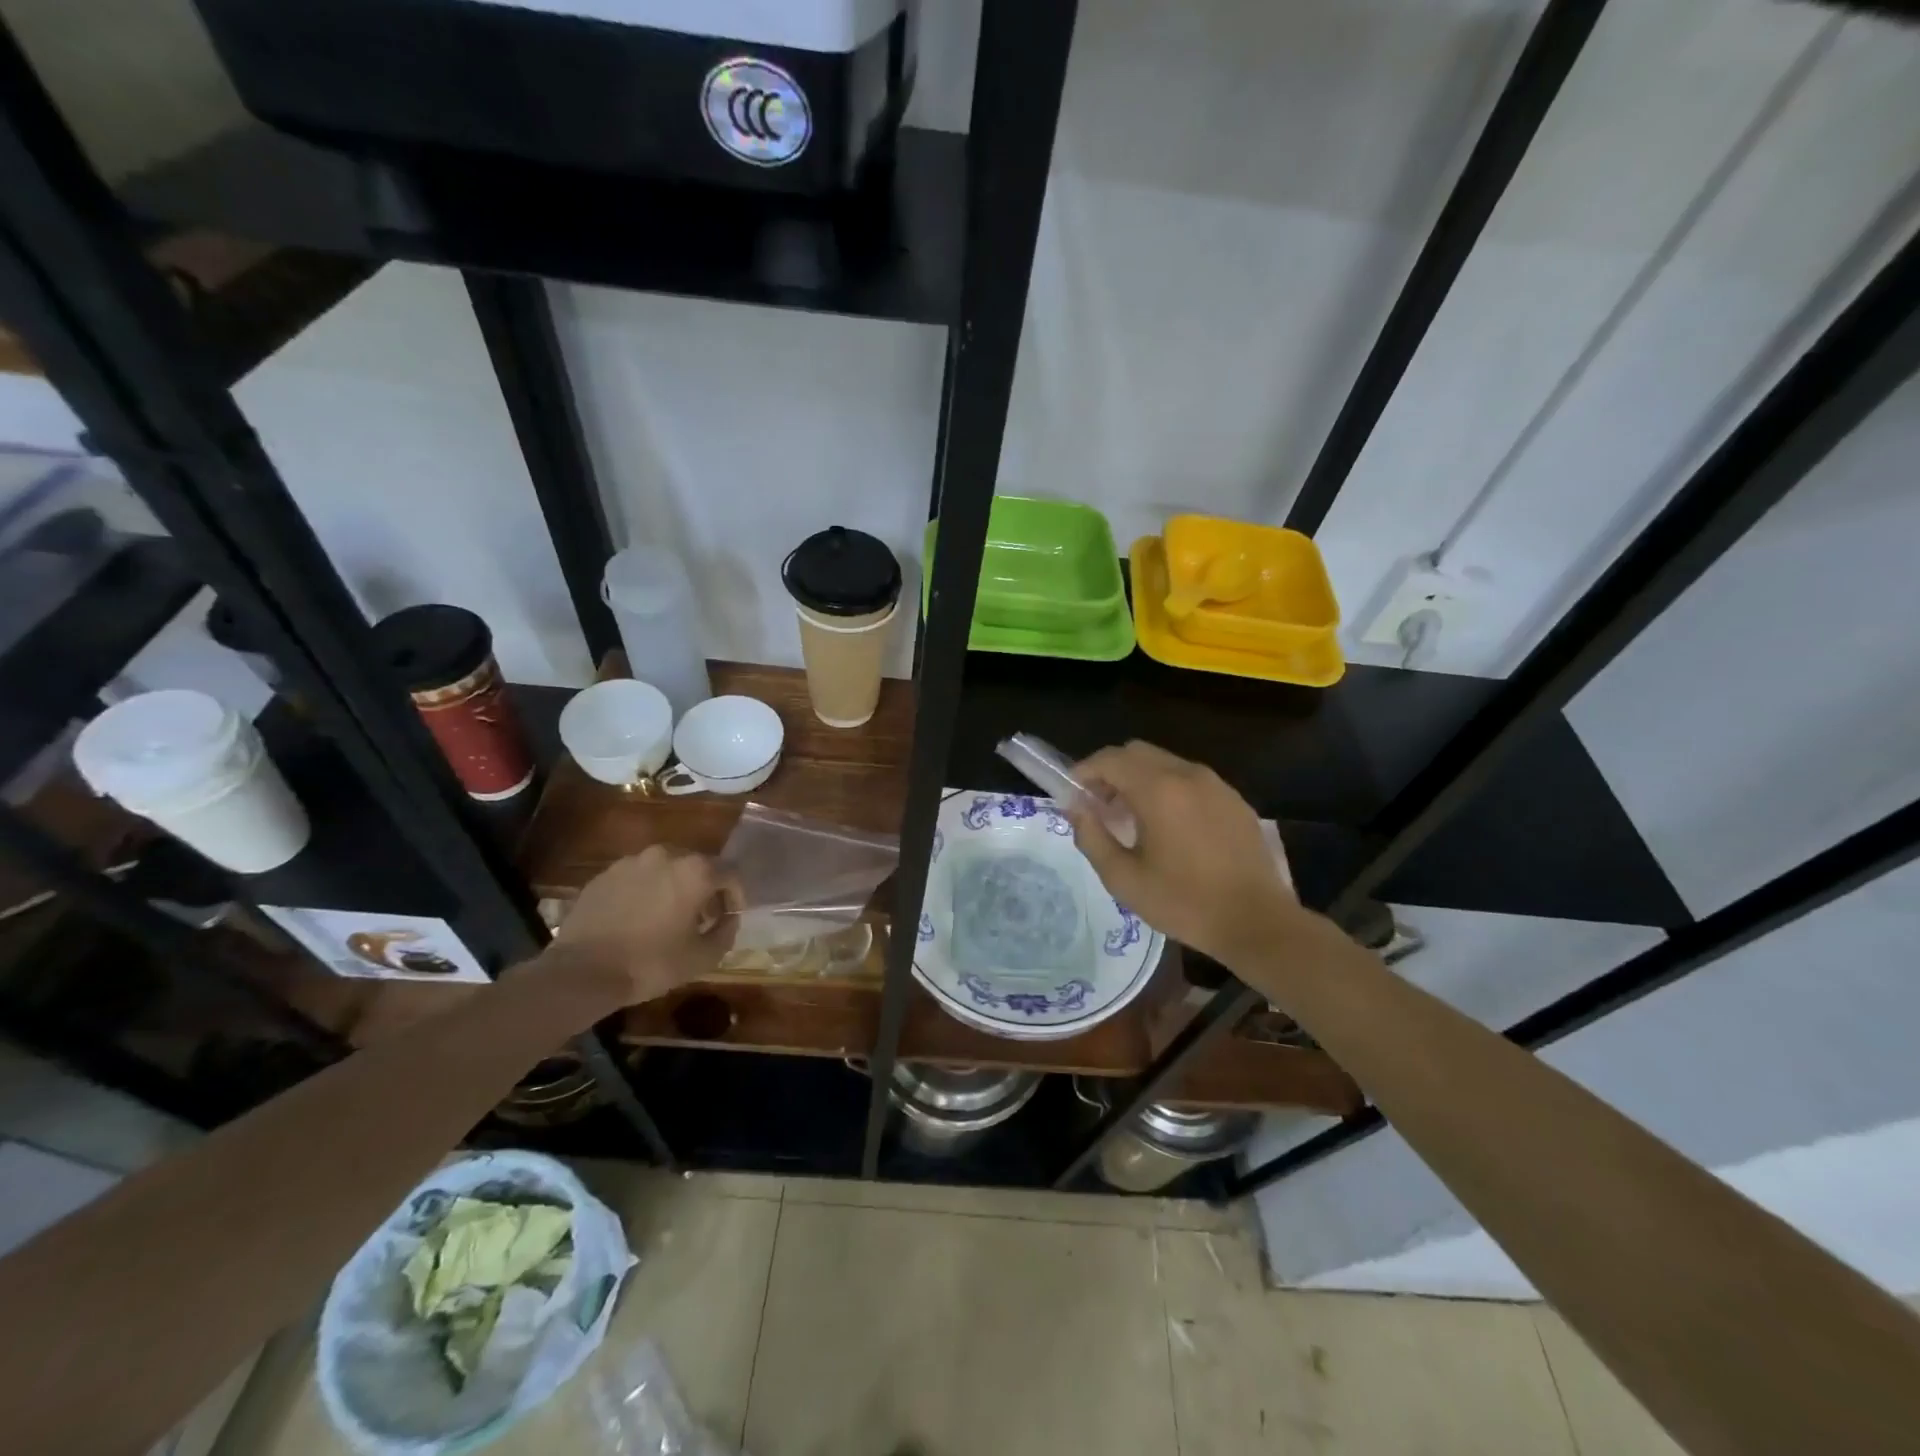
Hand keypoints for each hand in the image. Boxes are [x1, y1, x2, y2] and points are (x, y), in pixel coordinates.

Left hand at [544, 846, 742, 1004]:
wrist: (581, 972)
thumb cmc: (650, 963)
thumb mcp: (702, 957)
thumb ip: (726, 932)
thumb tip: (728, 919)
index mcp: (695, 871)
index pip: (731, 874)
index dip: (735, 896)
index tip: (730, 918)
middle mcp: (666, 855)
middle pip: (698, 867)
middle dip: (705, 890)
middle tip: (701, 918)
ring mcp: (631, 862)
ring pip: (665, 870)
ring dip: (674, 888)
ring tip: (667, 918)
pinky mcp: (604, 874)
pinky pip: (637, 878)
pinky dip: (645, 892)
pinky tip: (637, 919)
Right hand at [1068, 741, 1300, 966]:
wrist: (1256, 922)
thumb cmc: (1184, 902)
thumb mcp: (1124, 879)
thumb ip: (1091, 837)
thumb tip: (1076, 808)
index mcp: (1158, 790)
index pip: (1110, 759)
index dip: (1085, 771)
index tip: (1073, 794)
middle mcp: (1187, 775)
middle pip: (1137, 752)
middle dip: (1111, 771)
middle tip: (1100, 805)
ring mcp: (1216, 784)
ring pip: (1165, 763)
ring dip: (1140, 779)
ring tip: (1132, 817)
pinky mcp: (1234, 799)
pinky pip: (1191, 780)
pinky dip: (1168, 789)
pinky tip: (1169, 826)